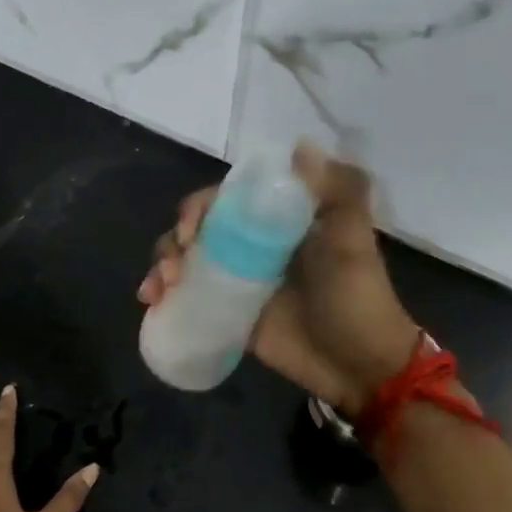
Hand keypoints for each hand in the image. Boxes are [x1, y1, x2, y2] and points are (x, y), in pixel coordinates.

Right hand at [139, 143, 419, 416]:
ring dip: (163, 266)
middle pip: (196, 230)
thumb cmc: (356, 298)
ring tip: (158, 289)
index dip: (199, 208)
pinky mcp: (228, 316)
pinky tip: (153, 302)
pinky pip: (188, 299)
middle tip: (174, 266)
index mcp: (275, 223)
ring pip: (186, 262)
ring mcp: (237, 283)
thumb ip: (336, 192)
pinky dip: (165, 296)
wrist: (359, 365)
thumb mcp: (352, 240)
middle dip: (173, 240)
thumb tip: (299, 146)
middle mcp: (251, 247)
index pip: (225, 201)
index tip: (191, 229)